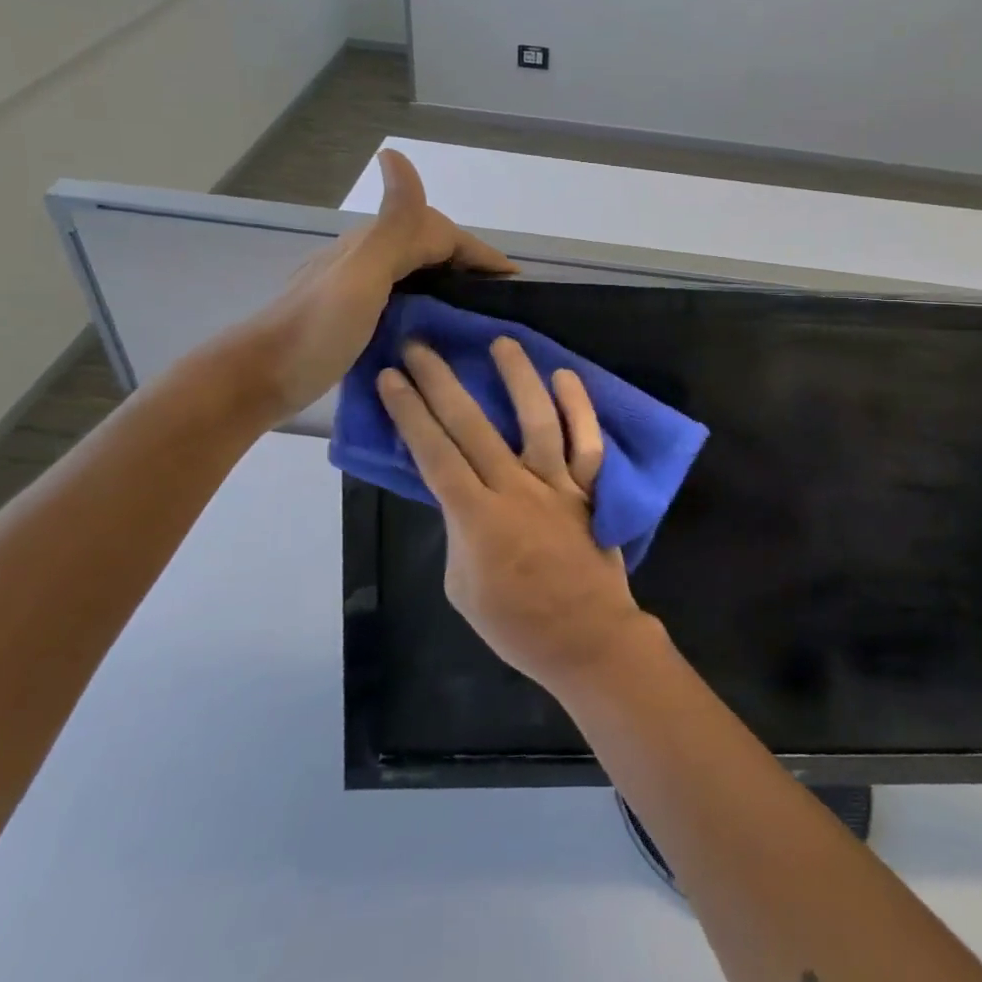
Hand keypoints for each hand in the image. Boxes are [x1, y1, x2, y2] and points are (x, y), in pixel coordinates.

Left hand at [217, 150, 513, 421]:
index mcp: (374, 246)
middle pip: (428, 247)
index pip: (440, 234)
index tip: (514, 281)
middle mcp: (365, 258)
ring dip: (449, 283)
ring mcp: (355, 288)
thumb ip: (392, 225)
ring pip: (414, 272)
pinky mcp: (349, 316)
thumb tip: (396, 153)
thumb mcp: (361, 277)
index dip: (479, 253)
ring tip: (476, 314)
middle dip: (468, 264)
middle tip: (500, 299)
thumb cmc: (315, 331)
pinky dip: (427, 305)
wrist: (254, 380)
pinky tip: (434, 330)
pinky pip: (401, 298)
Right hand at [378, 337, 656, 693]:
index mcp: (476, 517)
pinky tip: (565, 376)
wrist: (586, 639)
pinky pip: (587, 441)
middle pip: (471, 425)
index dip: (409, 412)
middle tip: (420, 346)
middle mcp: (515, 488)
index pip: (434, 452)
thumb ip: (458, 533)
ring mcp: (557, 484)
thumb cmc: (516, 624)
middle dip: (440, 382)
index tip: (391, 376)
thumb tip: (461, 496)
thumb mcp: (461, 587)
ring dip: (517, 377)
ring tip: (501, 342)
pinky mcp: (590, 488)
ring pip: (536, 419)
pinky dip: (579, 407)